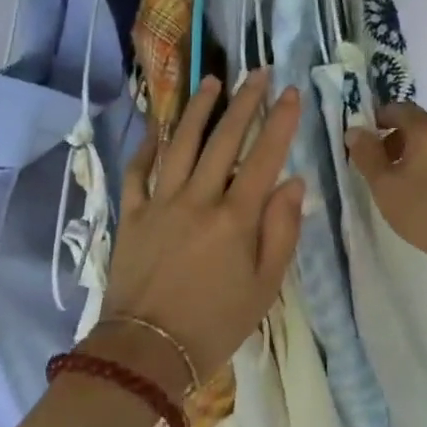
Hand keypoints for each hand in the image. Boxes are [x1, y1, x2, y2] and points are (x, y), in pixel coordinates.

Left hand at [94, 70, 304, 391]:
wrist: (145, 353)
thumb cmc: (215, 324)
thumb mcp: (265, 287)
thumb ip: (282, 231)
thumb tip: (294, 182)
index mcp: (236, 218)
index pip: (265, 156)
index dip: (281, 121)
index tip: (291, 91)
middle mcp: (199, 198)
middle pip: (224, 139)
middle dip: (245, 101)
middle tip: (259, 73)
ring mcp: (161, 202)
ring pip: (181, 143)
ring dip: (199, 110)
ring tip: (213, 81)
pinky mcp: (132, 214)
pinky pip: (138, 171)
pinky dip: (148, 145)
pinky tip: (158, 125)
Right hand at [345, 102, 426, 281]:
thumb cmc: (425, 209)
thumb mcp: (385, 185)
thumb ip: (367, 155)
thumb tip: (354, 131)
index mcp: (425, 128)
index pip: (397, 108)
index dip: (376, 119)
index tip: (362, 140)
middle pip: (414, 123)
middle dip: (391, 138)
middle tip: (374, 163)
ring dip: (408, 153)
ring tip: (394, 181)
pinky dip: (425, 164)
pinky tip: (418, 190)